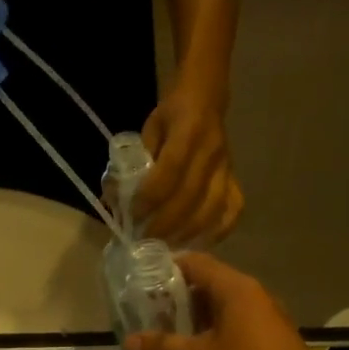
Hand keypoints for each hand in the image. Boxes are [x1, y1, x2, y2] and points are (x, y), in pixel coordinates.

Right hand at [123, 253, 329, 349]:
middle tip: (146, 316)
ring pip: (222, 310)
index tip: (140, 282)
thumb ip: (163, 348)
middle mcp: (253, 296)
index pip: (196, 263)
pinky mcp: (271, 342)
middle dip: (177, 299)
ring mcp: (265, 319)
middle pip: (208, 285)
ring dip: (194, 322)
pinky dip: (212, 336)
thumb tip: (128, 342)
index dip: (166, 268)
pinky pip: (235, 329)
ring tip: (165, 338)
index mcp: (235, 289)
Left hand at [138, 84, 242, 245]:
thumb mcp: (147, 130)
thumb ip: (134, 162)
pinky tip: (194, 244)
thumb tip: (113, 200)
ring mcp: (227, 169)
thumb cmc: (170, 118)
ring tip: (164, 246)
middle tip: (144, 240)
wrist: (206, 102)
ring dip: (185, 234)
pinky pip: (232, 212)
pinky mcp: (235, 182)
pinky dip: (215, 233)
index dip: (150, 197)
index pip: (171, 170)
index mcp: (189, 130)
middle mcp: (212, 152)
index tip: (133, 216)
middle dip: (164, 223)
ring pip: (212, 210)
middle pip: (190, 196)